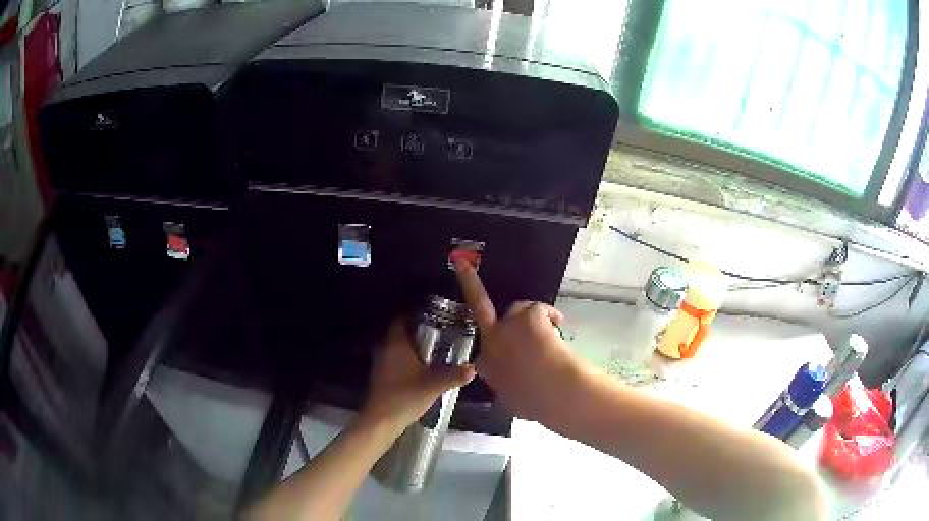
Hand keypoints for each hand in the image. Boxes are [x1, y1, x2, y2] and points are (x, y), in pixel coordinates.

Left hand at [362, 317, 475, 431]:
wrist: (381, 420)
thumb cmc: (405, 396)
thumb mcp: (434, 385)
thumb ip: (454, 375)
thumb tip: (473, 367)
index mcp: (396, 344)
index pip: (401, 319)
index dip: (414, 314)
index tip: (432, 313)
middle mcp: (385, 349)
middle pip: (399, 333)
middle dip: (416, 331)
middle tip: (437, 331)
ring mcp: (381, 364)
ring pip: (397, 348)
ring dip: (411, 347)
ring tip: (433, 349)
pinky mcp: (381, 377)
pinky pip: (394, 360)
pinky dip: (406, 360)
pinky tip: (420, 368)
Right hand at [453, 259, 583, 422]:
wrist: (555, 393)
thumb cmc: (535, 403)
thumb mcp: (511, 402)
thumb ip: (506, 390)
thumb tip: (514, 394)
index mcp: (485, 365)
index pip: (479, 349)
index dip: (491, 343)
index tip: (493, 343)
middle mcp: (491, 341)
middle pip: (478, 306)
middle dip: (468, 281)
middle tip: (461, 263)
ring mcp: (507, 326)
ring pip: (517, 309)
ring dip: (530, 318)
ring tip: (548, 331)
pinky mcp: (527, 316)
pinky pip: (538, 309)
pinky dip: (550, 315)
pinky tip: (559, 324)